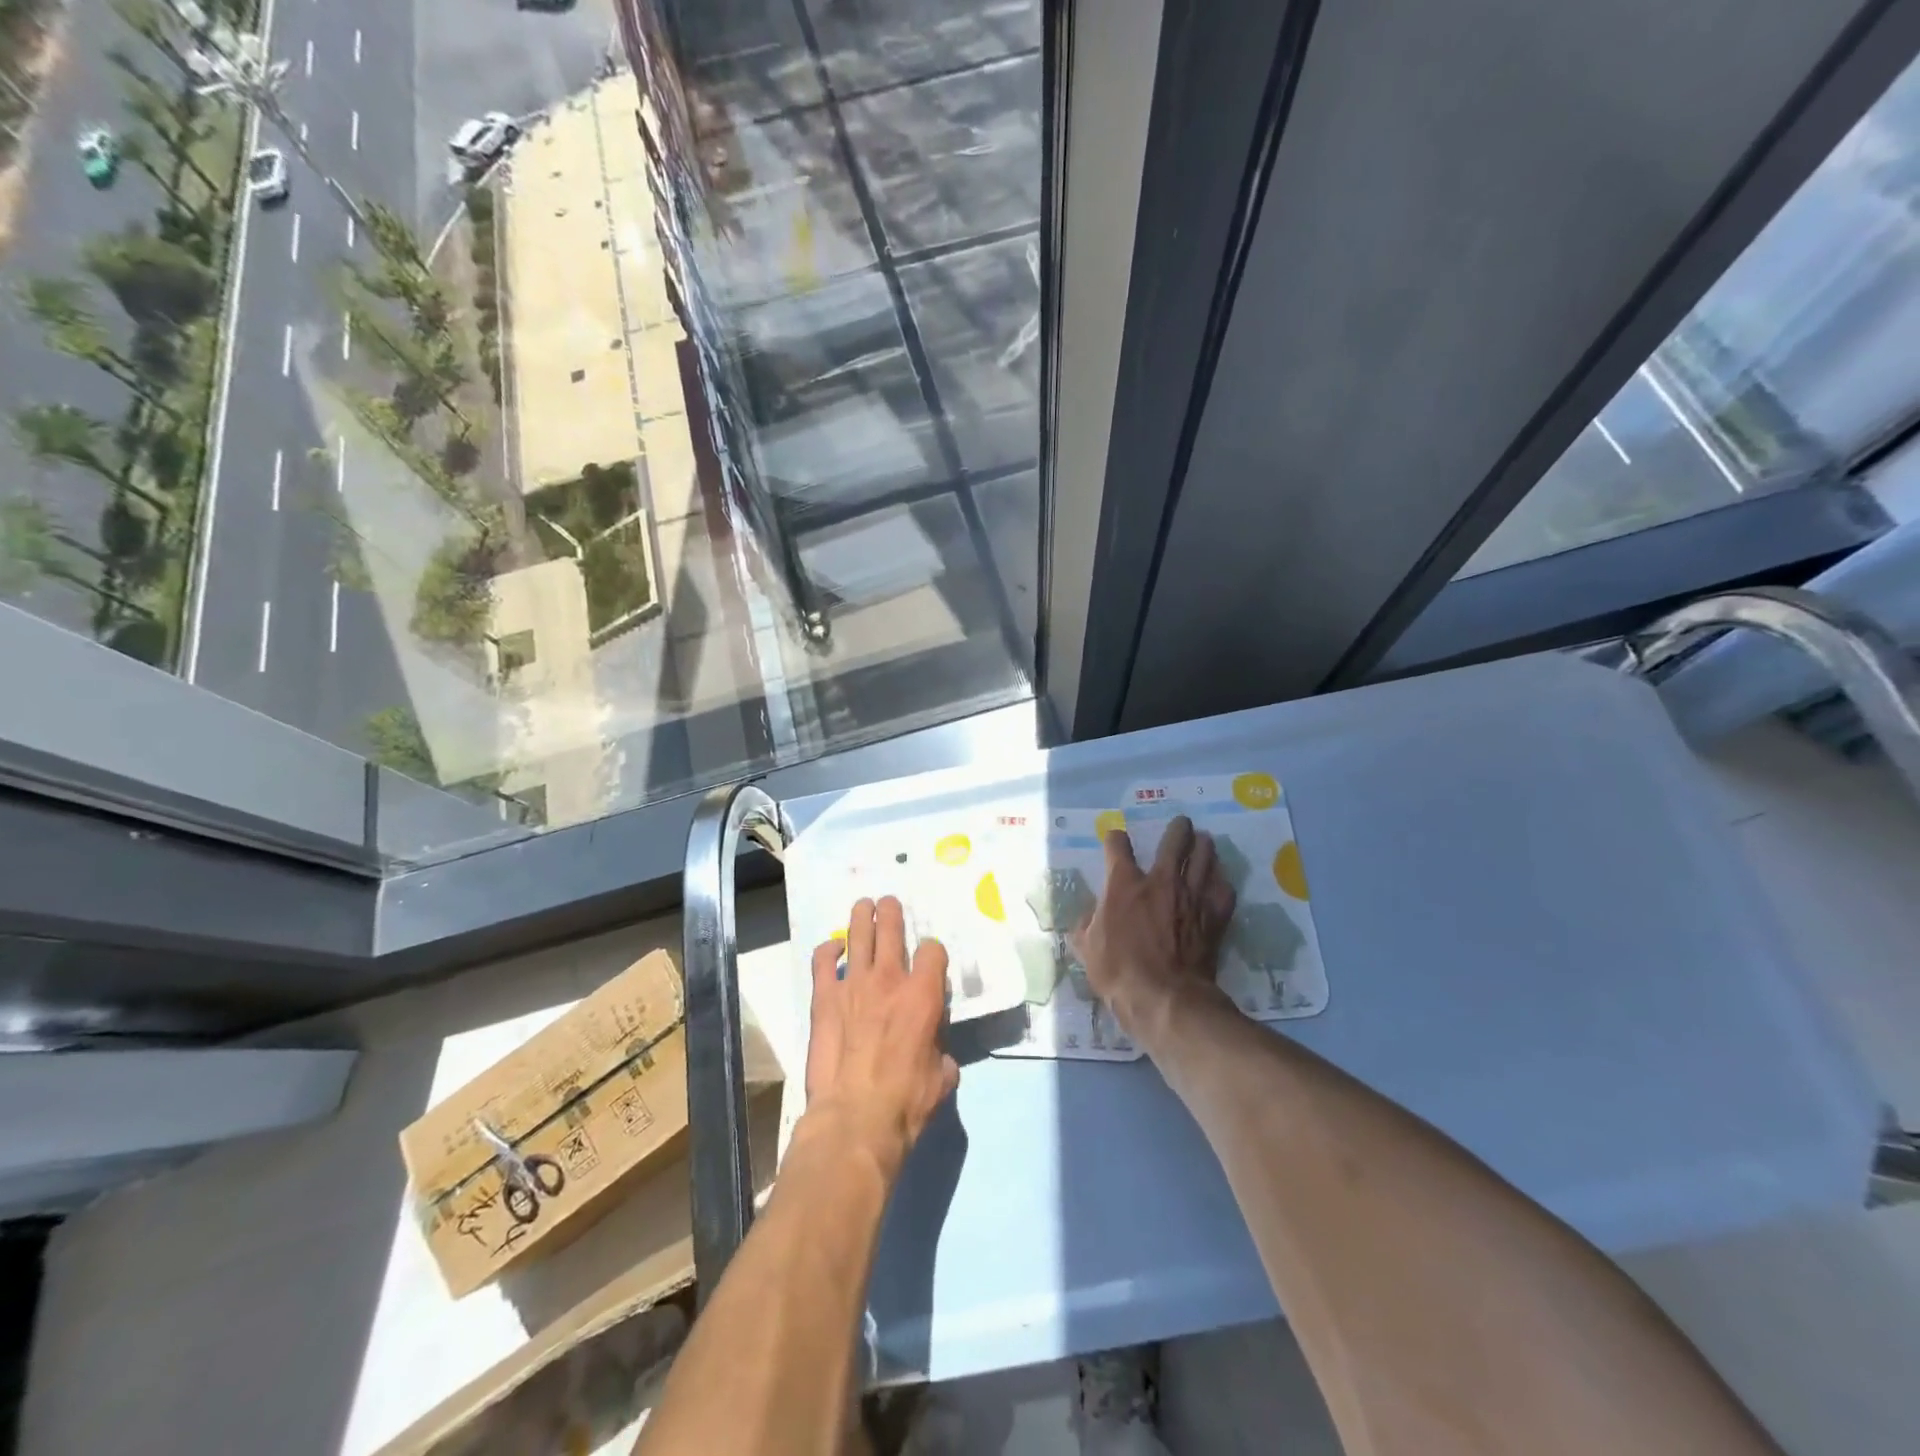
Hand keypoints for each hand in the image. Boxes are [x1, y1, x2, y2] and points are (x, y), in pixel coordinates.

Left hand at [802, 897, 959, 1176]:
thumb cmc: (905, 1102)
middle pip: (892, 928)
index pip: (933, 951)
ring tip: (864, 905)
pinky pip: (823, 960)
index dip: (933, 952)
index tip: (929, 960)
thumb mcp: (941, 1079)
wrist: (855, 1117)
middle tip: (890, 903)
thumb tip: (939, 1057)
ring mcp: (854, 984)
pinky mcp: (824, 997)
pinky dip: (828, 950)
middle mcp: (891, 979)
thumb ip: (942, 1056)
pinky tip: (832, 948)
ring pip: (859, 934)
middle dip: (892, 912)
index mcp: (924, 995)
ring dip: (863, 916)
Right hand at [1073, 816, 1236, 1047]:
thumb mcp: (1087, 948)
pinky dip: (1222, 883)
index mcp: (1124, 884)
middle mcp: (1160, 881)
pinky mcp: (1213, 918)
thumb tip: (1086, 919)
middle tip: (1182, 824)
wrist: (1165, 998)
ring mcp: (1191, 897)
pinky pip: (1223, 891)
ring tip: (1205, 841)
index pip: (1118, 846)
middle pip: (1175, 842)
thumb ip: (1086, 926)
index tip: (1115, 839)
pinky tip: (1221, 881)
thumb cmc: (1119, 971)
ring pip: (1204, 859)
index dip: (1115, 838)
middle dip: (1179, 829)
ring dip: (1205, 847)